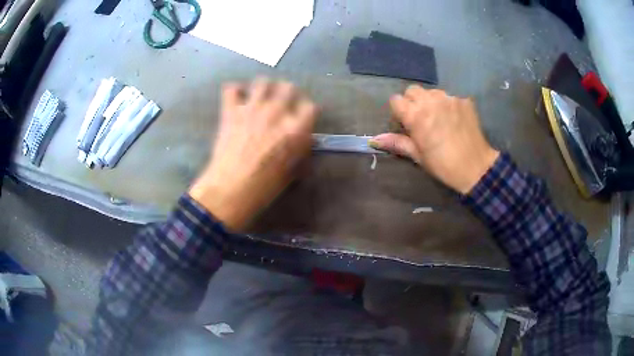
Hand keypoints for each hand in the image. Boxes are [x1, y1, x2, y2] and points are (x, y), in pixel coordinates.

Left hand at [189, 78, 316, 230]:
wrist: (230, 190)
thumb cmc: (263, 187)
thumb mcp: (291, 172)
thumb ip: (300, 150)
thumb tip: (304, 139)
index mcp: (295, 129)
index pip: (311, 107)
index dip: (308, 111)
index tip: (303, 115)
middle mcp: (276, 113)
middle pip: (288, 87)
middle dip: (289, 93)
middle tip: (283, 103)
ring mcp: (252, 109)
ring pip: (262, 82)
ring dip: (264, 87)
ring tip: (261, 96)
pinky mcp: (231, 111)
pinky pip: (231, 89)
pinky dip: (235, 91)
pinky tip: (237, 98)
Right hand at [369, 85, 498, 193]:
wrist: (475, 167)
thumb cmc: (443, 165)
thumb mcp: (418, 155)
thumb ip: (397, 142)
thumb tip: (374, 140)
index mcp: (416, 115)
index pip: (396, 100)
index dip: (398, 111)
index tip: (405, 123)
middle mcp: (431, 101)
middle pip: (412, 90)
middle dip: (412, 102)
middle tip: (421, 119)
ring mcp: (449, 98)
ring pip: (432, 92)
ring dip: (430, 101)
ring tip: (439, 118)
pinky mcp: (464, 100)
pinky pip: (449, 97)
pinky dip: (448, 105)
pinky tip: (454, 120)